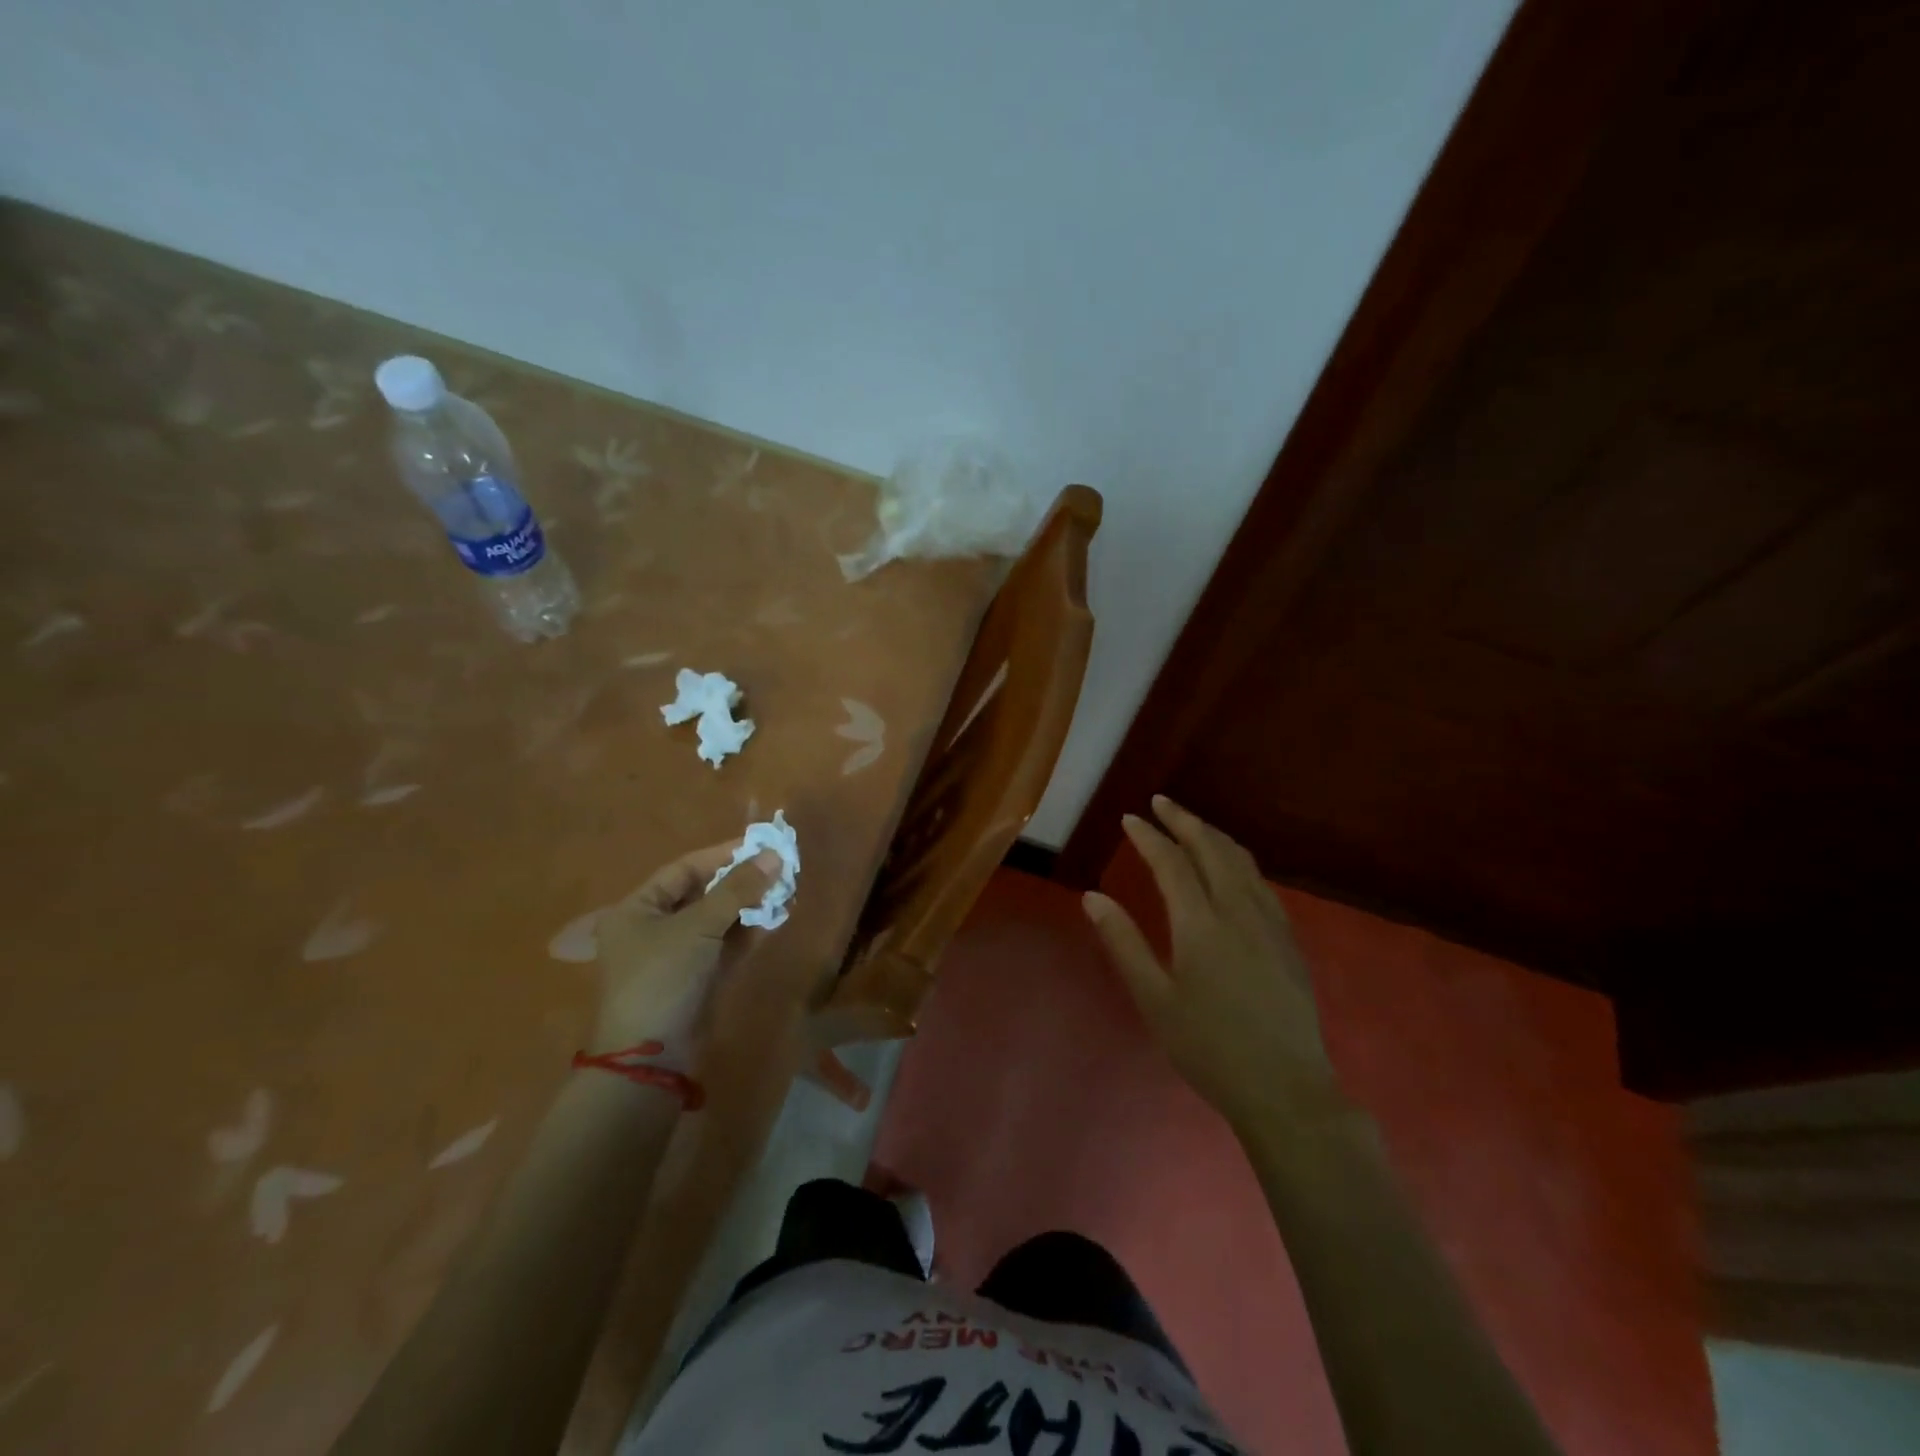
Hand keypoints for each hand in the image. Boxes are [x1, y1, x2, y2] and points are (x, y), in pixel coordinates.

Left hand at [589, 842, 778, 1053]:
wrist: (651, 1058)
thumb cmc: (663, 978)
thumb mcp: (698, 926)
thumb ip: (738, 889)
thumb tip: (775, 856)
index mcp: (638, 909)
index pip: (684, 869)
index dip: (723, 855)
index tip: (760, 845)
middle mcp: (653, 928)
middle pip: (703, 893)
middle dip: (741, 881)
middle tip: (778, 868)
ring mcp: (676, 955)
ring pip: (718, 920)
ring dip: (749, 906)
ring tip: (784, 891)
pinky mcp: (697, 979)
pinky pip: (725, 945)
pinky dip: (747, 932)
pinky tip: (775, 919)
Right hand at [1082, 796, 1341, 1128]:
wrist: (1286, 1090)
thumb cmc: (1209, 1048)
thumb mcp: (1154, 1000)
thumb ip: (1124, 943)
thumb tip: (1093, 897)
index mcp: (1201, 925)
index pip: (1172, 864)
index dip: (1149, 837)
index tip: (1130, 818)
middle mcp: (1238, 911)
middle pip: (1212, 849)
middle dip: (1184, 820)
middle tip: (1161, 803)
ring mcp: (1270, 923)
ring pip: (1242, 861)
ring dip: (1213, 835)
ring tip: (1192, 824)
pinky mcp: (1288, 939)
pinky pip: (1260, 881)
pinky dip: (1238, 859)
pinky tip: (1231, 867)